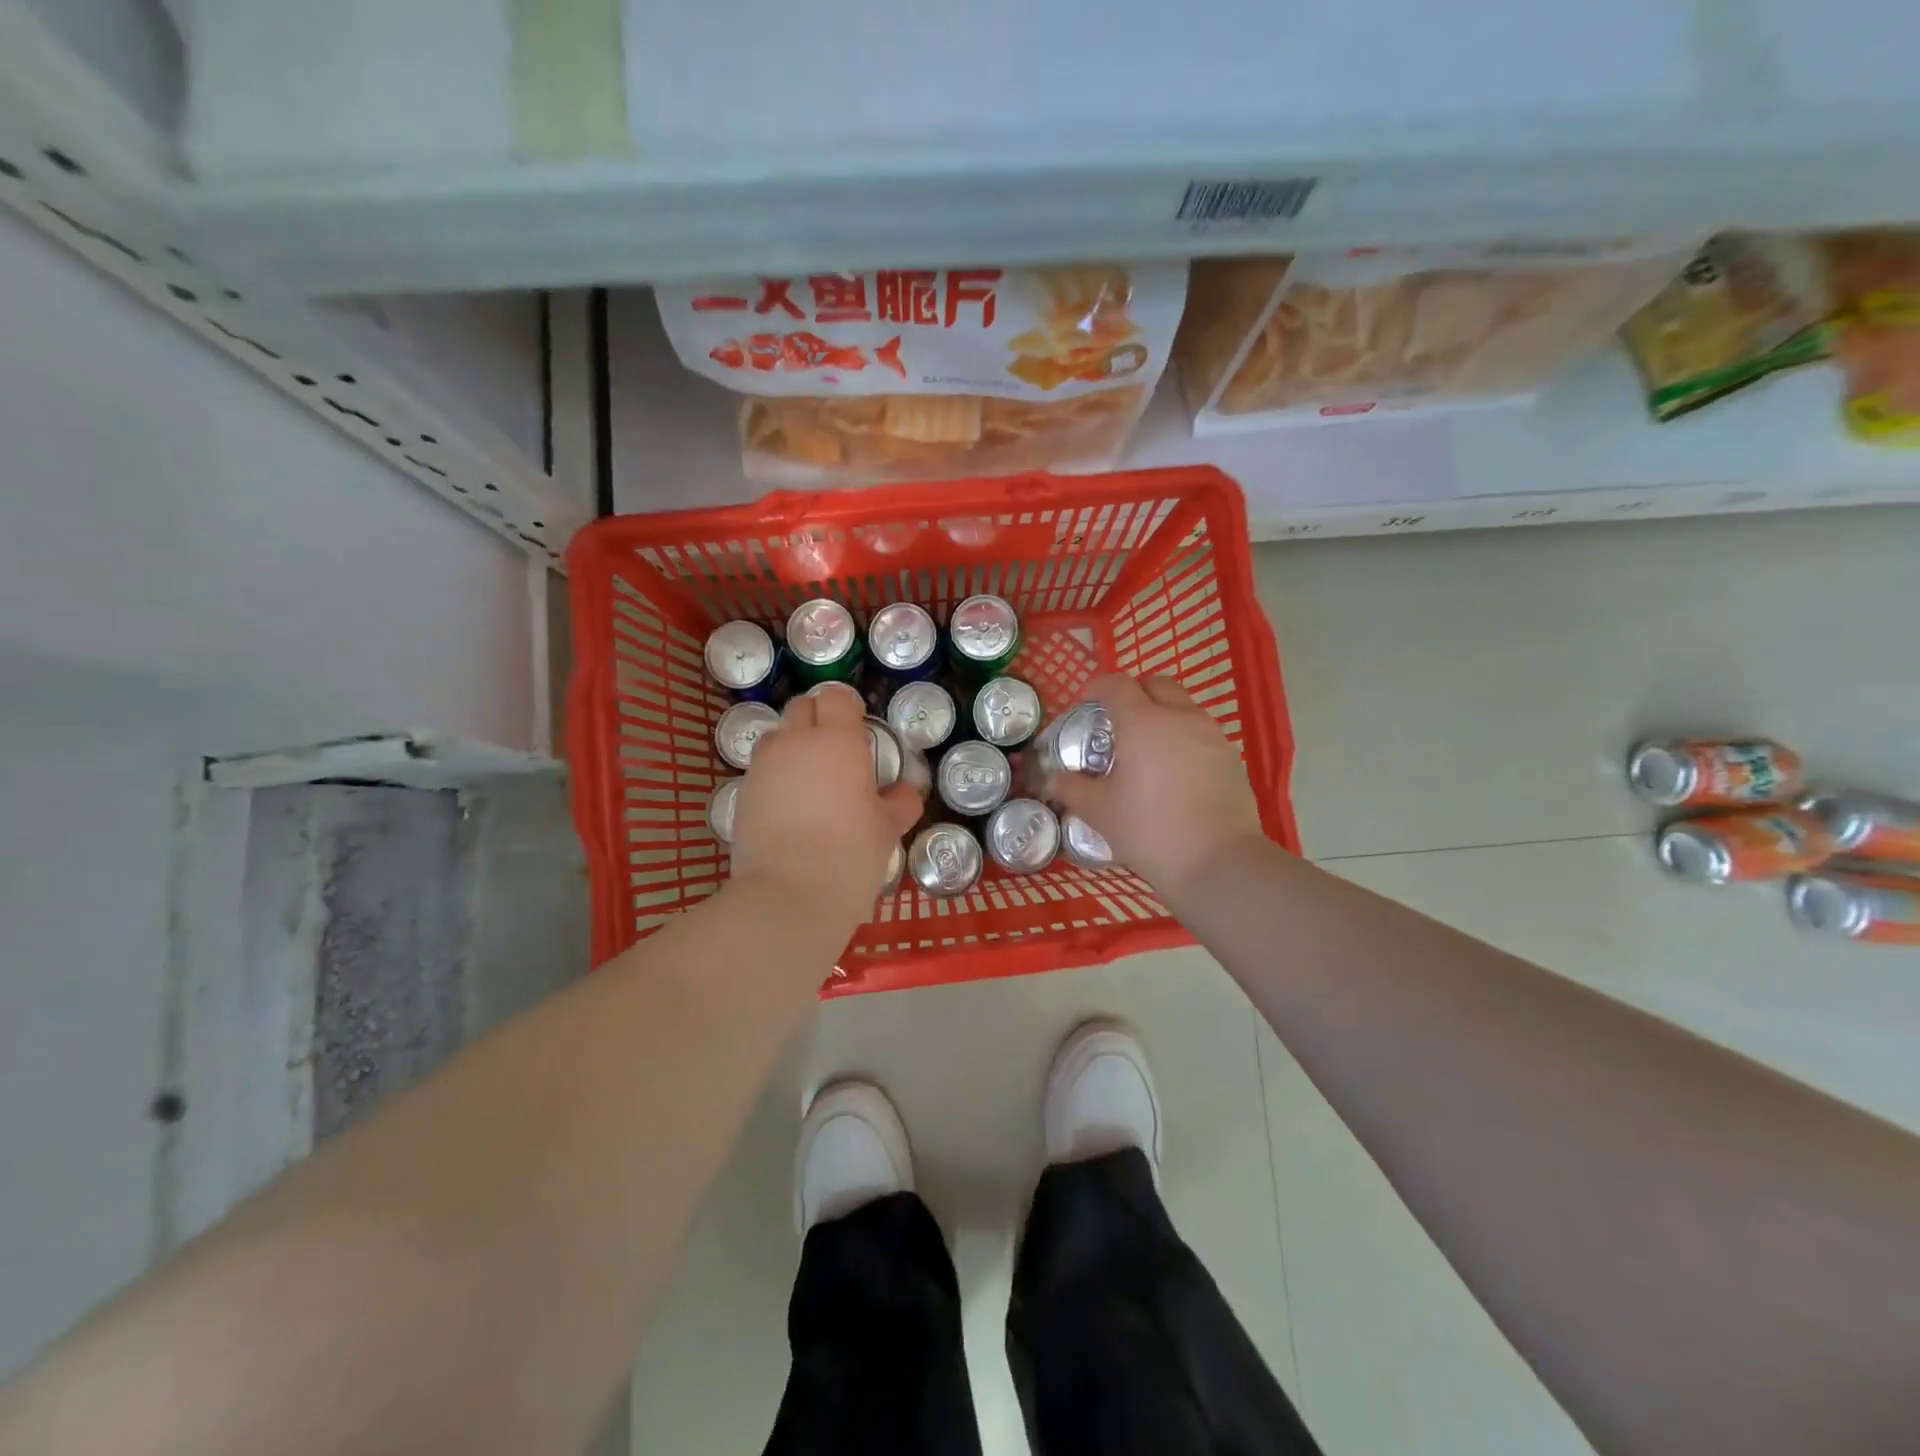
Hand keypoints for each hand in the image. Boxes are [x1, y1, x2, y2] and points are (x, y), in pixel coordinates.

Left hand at [728, 683, 923, 931]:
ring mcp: (762, 767)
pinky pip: (763, 769)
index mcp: (836, 742)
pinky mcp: (741, 794)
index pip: (837, 697)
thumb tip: (906, 793)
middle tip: (839, 754)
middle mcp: (794, 743)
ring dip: (795, 746)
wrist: (787, 898)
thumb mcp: (887, 830)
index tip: (861, 732)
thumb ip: (899, 803)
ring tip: (813, 782)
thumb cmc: (849, 856)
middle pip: (802, 708)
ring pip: (778, 737)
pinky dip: (777, 776)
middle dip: (820, 720)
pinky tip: (792, 809)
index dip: (849, 709)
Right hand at [1050, 673, 1268, 903]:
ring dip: (1161, 713)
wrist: (1217, 862)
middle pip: (1156, 684)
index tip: (1085, 701)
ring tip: (1146, 747)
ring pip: (1183, 706)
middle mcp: (1180, 717)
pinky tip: (1174, 771)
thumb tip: (1053, 778)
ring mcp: (1211, 735)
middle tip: (1117, 719)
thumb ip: (1072, 788)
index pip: (1116, 684)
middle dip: (1134, 692)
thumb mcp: (1100, 812)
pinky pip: (1201, 731)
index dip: (1097, 686)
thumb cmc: (1150, 831)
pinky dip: (1183, 737)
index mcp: (1142, 723)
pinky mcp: (1231, 757)